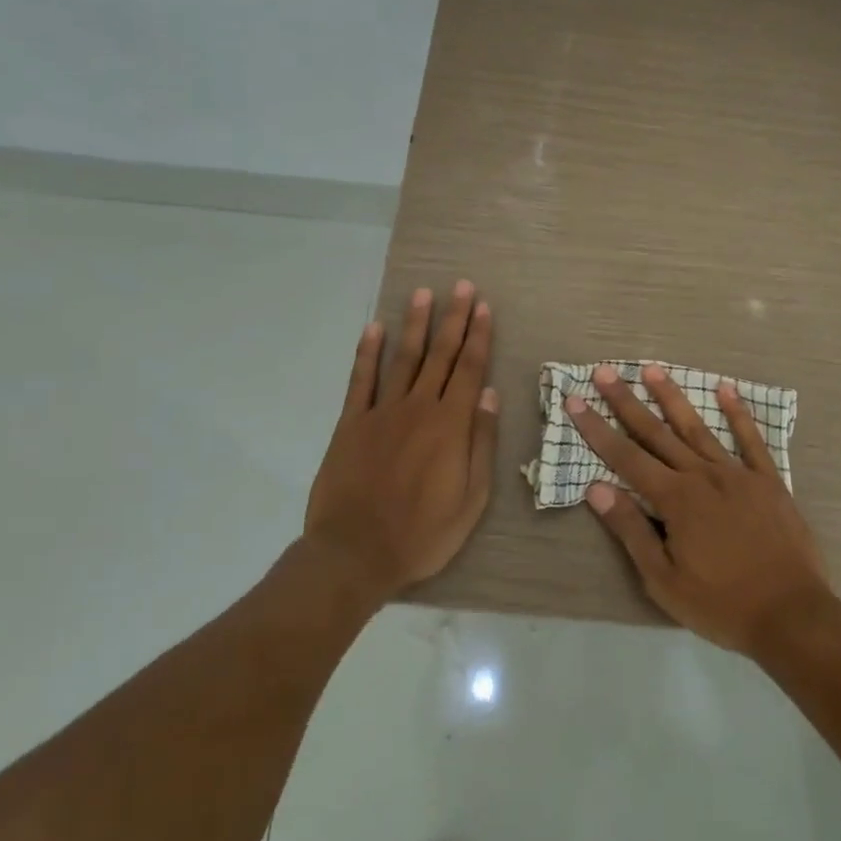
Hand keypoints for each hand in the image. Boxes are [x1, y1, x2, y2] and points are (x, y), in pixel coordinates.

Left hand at [304, 281, 498, 600]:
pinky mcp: (351, 423)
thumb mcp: (471, 499)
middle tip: (461, 286)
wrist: (355, 553)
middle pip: (439, 355)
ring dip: (415, 324)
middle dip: (453, 319)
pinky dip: (367, 352)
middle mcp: (418, 408)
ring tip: (423, 294)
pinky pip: (361, 380)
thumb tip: (489, 395)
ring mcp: (381, 412)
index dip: (478, 336)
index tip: (483, 307)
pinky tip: (374, 328)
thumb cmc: (422, 534)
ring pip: (403, 359)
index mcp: (450, 426)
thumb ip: (480, 443)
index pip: (469, 370)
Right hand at [566, 364, 835, 656]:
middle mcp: (702, 475)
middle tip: (605, 372)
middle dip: (627, 401)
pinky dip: (738, 413)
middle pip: (657, 433)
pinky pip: (751, 440)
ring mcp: (738, 474)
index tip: (575, 401)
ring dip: (672, 397)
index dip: (597, 429)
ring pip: (697, 427)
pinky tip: (727, 388)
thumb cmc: (721, 604)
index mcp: (675, 499)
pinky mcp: (768, 481)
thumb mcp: (664, 580)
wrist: (792, 615)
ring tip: (652, 369)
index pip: (626, 457)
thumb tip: (596, 489)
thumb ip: (631, 530)